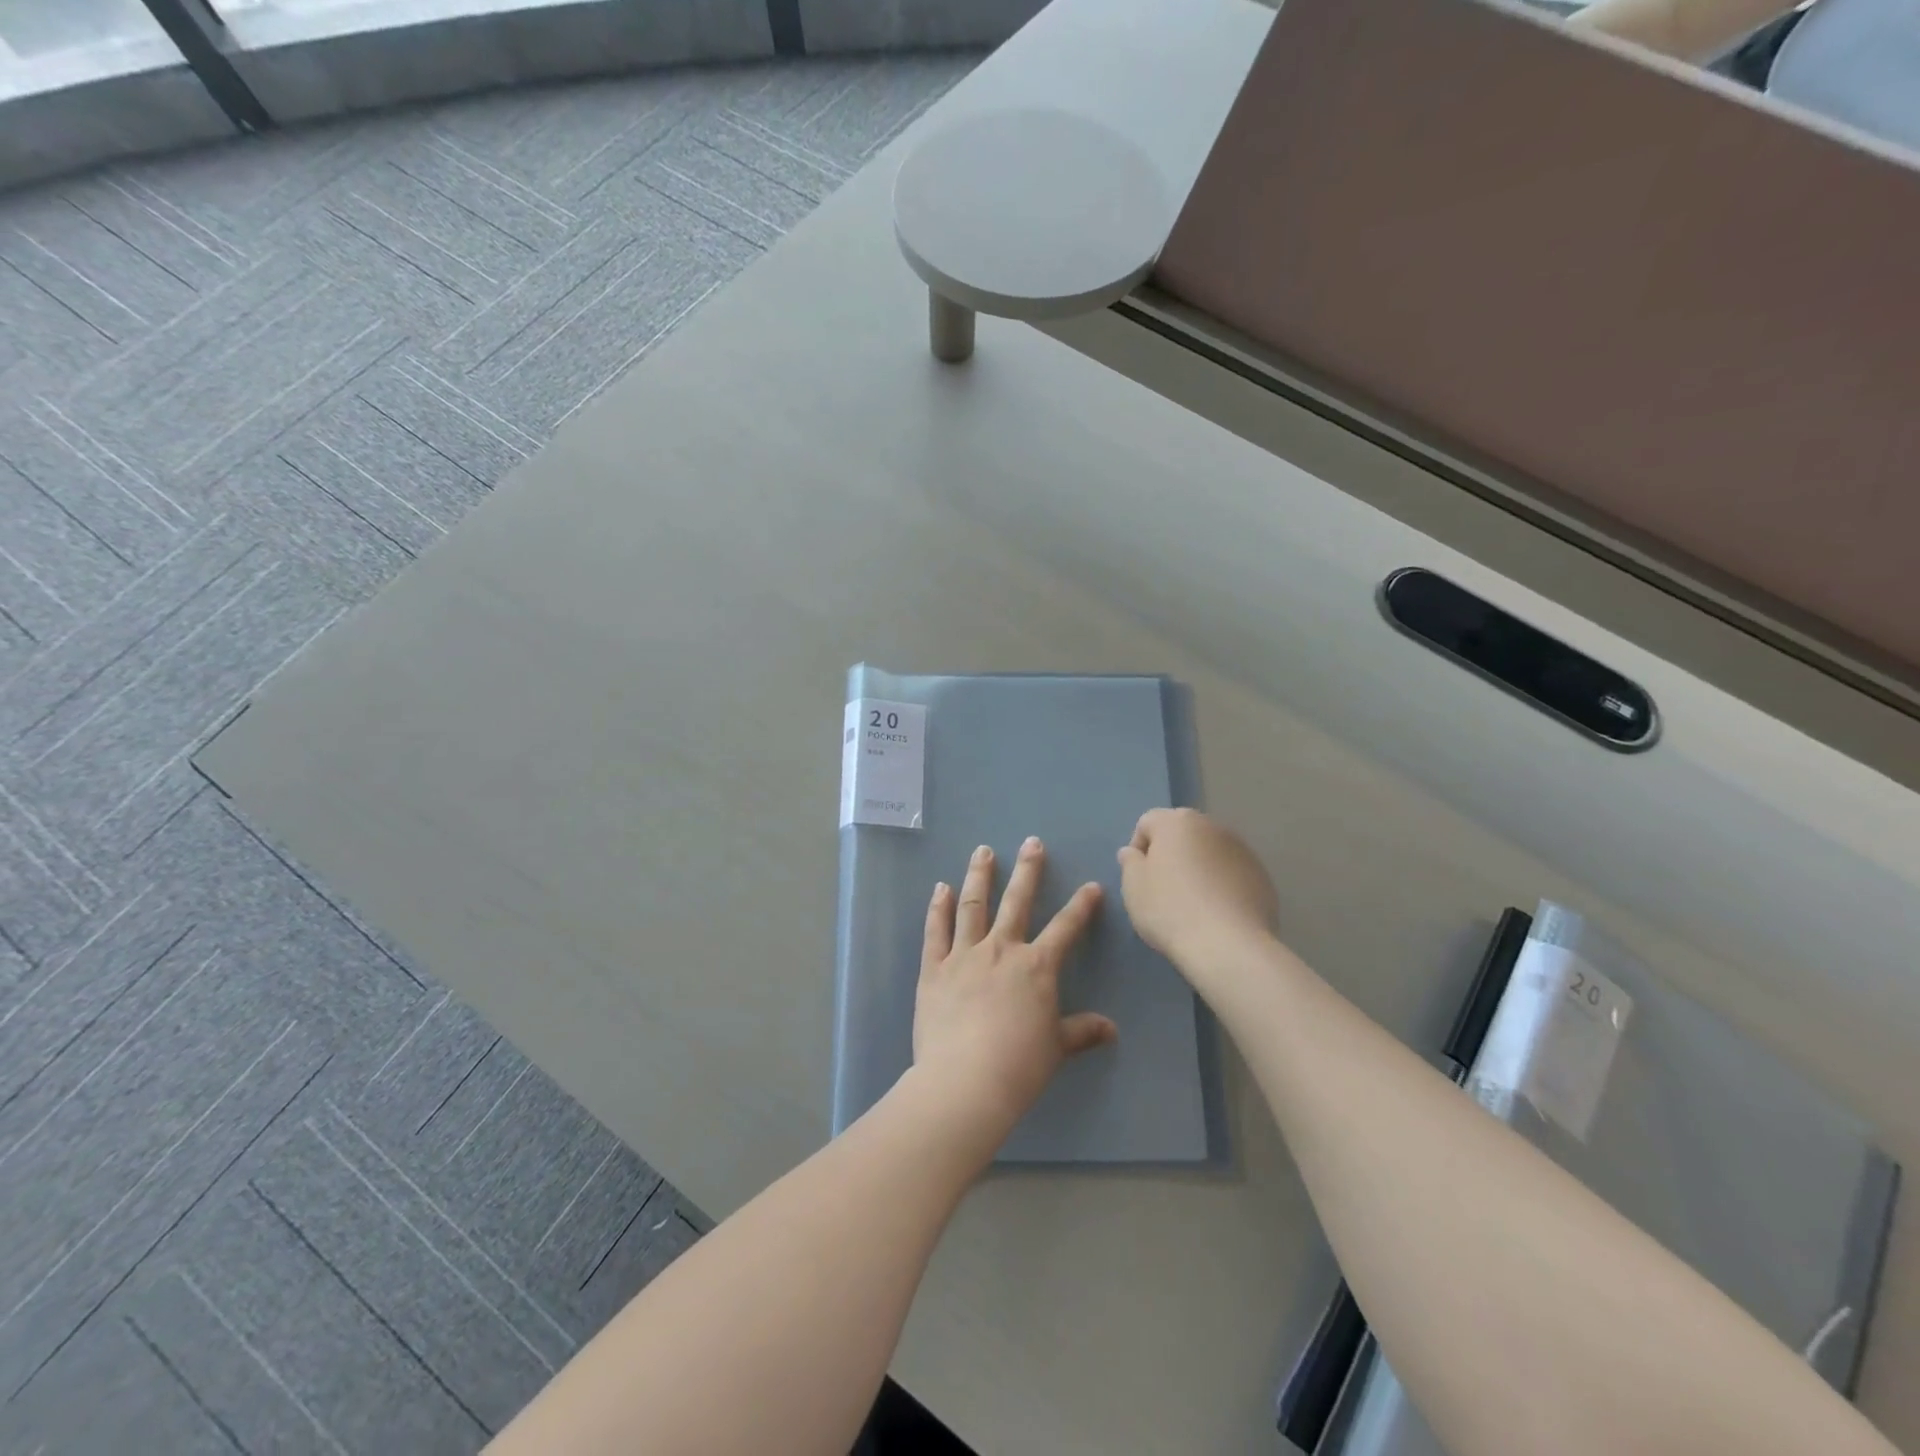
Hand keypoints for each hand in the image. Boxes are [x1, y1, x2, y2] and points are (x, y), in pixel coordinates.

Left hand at [913, 838, 1115, 1142]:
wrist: (966, 1081)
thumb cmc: (1019, 1066)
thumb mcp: (1057, 1049)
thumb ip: (1082, 1032)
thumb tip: (1111, 1029)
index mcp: (1036, 967)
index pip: (1065, 928)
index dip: (1081, 906)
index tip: (1091, 886)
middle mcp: (1002, 950)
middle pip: (1017, 902)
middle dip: (1027, 870)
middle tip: (1031, 842)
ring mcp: (964, 955)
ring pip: (973, 906)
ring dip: (979, 876)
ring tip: (982, 851)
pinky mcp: (934, 968)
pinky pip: (936, 930)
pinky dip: (937, 907)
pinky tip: (939, 887)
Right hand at [1117, 808, 1278, 969]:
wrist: (1228, 945)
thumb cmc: (1170, 910)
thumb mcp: (1133, 887)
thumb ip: (1130, 862)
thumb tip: (1133, 852)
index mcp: (1177, 822)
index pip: (1148, 822)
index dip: (1139, 848)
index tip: (1139, 878)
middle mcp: (1211, 826)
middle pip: (1182, 833)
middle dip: (1171, 854)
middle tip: (1164, 889)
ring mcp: (1242, 849)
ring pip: (1210, 851)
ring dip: (1199, 867)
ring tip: (1194, 903)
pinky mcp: (1262, 875)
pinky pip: (1232, 872)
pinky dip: (1223, 883)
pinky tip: (1218, 913)